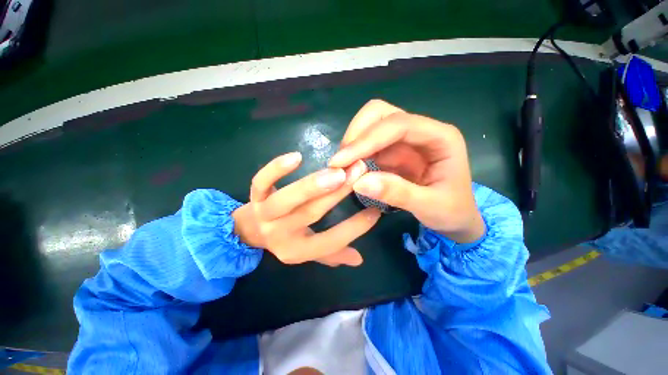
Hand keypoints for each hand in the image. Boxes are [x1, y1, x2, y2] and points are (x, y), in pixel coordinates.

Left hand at [233, 152, 379, 266]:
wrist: (249, 231)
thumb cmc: (286, 239)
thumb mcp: (309, 250)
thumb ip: (332, 253)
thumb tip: (359, 259)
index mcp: (298, 250)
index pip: (331, 242)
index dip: (355, 228)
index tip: (376, 211)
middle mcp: (281, 235)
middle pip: (311, 214)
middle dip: (338, 193)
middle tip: (360, 172)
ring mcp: (265, 214)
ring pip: (289, 199)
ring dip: (314, 185)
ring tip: (338, 170)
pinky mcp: (255, 196)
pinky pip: (261, 182)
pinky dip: (276, 169)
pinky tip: (297, 157)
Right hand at [329, 100, 484, 243]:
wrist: (456, 216)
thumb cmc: (452, 211)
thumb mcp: (430, 206)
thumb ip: (397, 193)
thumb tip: (358, 183)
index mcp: (440, 137)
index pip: (399, 125)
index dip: (367, 139)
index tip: (341, 161)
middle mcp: (421, 131)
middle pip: (381, 113)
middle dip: (357, 134)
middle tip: (342, 161)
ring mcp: (405, 140)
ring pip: (371, 125)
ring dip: (353, 143)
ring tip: (343, 167)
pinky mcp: (393, 151)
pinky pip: (369, 145)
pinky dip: (356, 154)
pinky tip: (350, 169)